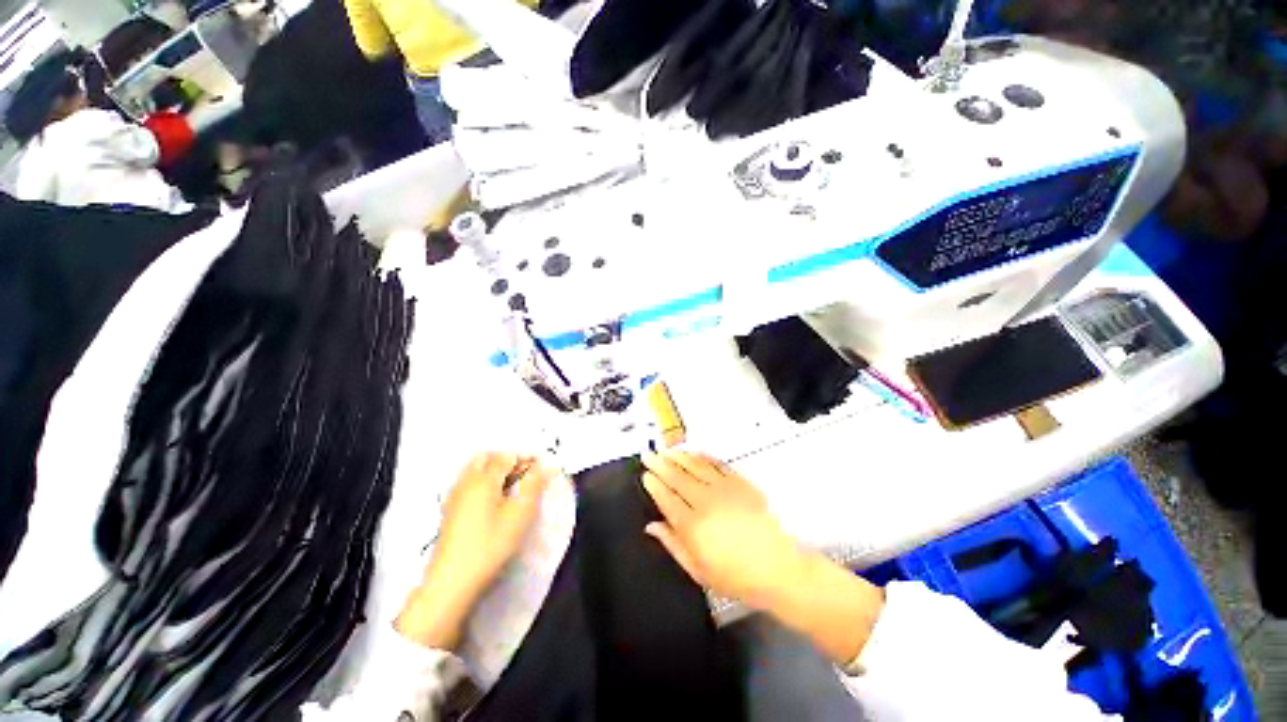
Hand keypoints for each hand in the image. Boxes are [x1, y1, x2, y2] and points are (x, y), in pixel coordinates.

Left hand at [397, 452, 554, 649]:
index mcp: (484, 479)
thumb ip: (533, 486)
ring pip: (475, 470)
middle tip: (525, 474)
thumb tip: (543, 467)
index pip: (507, 456)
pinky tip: (494, 502)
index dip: (526, 457)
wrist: (452, 582)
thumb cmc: (491, 545)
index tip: (541, 466)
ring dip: (495, 470)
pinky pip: (468, 484)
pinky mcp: (450, 511)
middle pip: (486, 457)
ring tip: (513, 488)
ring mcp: (454, 497)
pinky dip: (483, 483)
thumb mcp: (521, 514)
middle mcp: (466, 482)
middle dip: (507, 459)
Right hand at [643, 450, 884, 664]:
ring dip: (678, 456)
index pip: (666, 498)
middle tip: (648, 454)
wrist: (778, 568)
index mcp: (692, 526)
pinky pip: (717, 464)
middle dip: (660, 464)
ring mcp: (724, 489)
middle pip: (677, 477)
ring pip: (695, 465)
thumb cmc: (736, 577)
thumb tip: (651, 526)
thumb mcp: (698, 570)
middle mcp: (705, 501)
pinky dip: (703, 456)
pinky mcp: (740, 483)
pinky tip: (694, 453)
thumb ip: (672, 544)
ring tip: (666, 450)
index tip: (645, 474)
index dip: (654, 484)